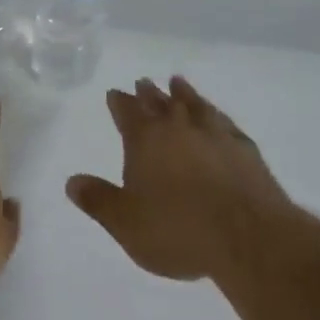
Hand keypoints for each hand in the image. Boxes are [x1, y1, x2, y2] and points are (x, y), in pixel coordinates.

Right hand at [67, 76, 289, 282]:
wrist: (248, 237)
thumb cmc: (178, 230)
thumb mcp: (126, 223)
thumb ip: (98, 200)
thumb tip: (71, 181)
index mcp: (146, 140)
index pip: (127, 113)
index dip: (119, 102)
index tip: (114, 92)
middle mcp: (179, 127)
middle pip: (160, 103)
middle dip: (148, 93)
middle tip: (143, 82)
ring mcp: (214, 134)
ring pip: (194, 104)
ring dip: (184, 93)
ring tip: (177, 83)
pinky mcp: (244, 148)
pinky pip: (224, 121)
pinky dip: (215, 114)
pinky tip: (216, 116)